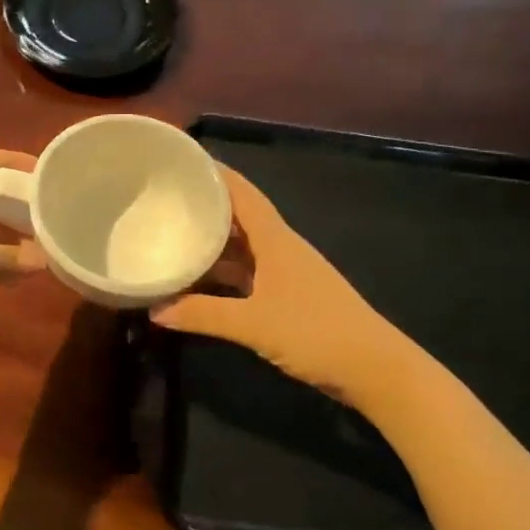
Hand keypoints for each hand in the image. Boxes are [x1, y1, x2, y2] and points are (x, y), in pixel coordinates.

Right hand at [151, 166, 395, 403]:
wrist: (375, 369)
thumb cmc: (315, 332)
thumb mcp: (253, 324)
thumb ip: (202, 315)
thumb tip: (154, 310)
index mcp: (275, 239)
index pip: (241, 193)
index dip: (215, 173)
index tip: (182, 161)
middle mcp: (280, 248)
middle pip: (239, 217)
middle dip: (205, 206)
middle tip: (165, 200)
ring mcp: (286, 273)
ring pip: (242, 248)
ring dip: (213, 242)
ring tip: (173, 236)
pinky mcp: (288, 297)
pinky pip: (247, 274)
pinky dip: (223, 273)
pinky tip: (199, 281)